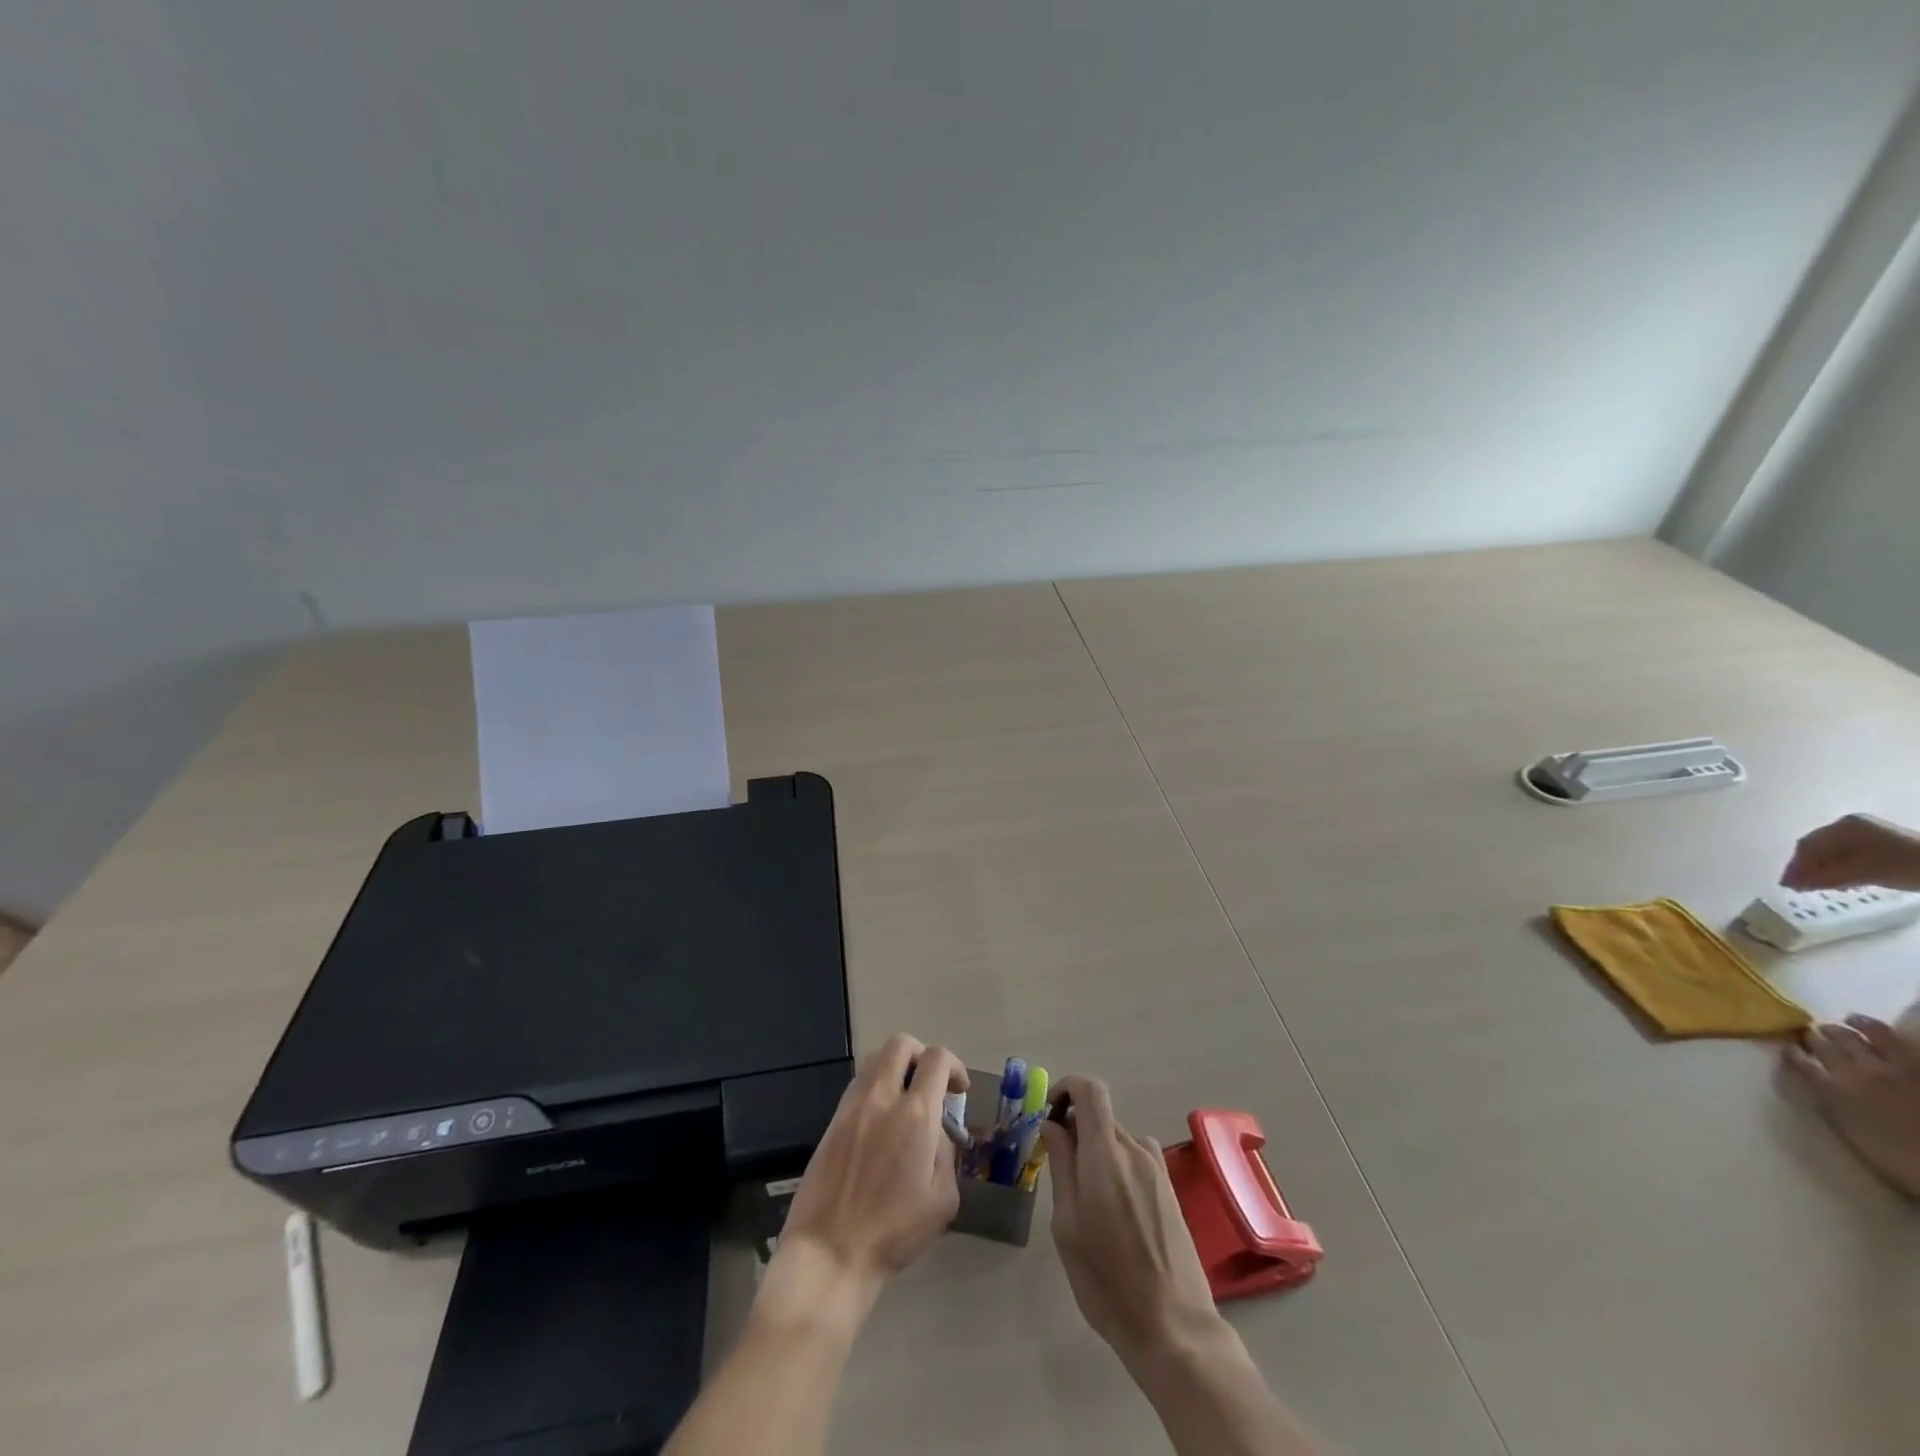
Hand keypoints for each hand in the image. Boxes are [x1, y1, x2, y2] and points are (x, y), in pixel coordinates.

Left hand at [778, 1033, 966, 1302]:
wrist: (830, 1252)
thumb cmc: (894, 1233)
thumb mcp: (943, 1200)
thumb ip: (946, 1154)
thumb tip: (937, 1133)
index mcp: (915, 1114)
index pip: (936, 1058)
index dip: (954, 1065)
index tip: (958, 1090)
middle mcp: (882, 1098)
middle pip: (900, 1044)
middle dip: (921, 1055)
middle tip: (930, 1084)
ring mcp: (852, 1106)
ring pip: (875, 1060)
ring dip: (896, 1070)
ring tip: (905, 1102)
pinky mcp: (832, 1121)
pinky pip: (858, 1085)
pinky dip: (875, 1089)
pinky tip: (880, 1123)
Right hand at [1041, 1075, 1221, 1368]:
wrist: (1174, 1327)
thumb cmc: (1108, 1279)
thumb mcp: (1067, 1224)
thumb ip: (1061, 1165)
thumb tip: (1052, 1124)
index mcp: (1107, 1153)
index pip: (1090, 1089)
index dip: (1066, 1088)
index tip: (1049, 1115)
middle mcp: (1136, 1150)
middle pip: (1101, 1117)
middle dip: (1076, 1132)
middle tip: (1059, 1173)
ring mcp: (1158, 1169)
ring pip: (1117, 1141)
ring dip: (1096, 1154)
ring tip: (1086, 1204)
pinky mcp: (1170, 1190)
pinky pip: (1135, 1161)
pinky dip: (1117, 1170)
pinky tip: (1114, 1216)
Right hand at [1781, 814, 1919, 891]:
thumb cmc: (1906, 865)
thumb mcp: (1863, 872)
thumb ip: (1824, 876)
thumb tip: (1787, 883)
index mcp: (1844, 826)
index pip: (1808, 846)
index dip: (1796, 866)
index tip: (1789, 886)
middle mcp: (1851, 824)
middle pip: (1820, 847)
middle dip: (1809, 867)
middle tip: (1803, 887)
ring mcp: (1871, 832)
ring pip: (1836, 851)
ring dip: (1826, 869)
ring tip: (1825, 886)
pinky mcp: (1886, 843)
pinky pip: (1852, 854)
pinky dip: (1843, 867)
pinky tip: (1848, 880)